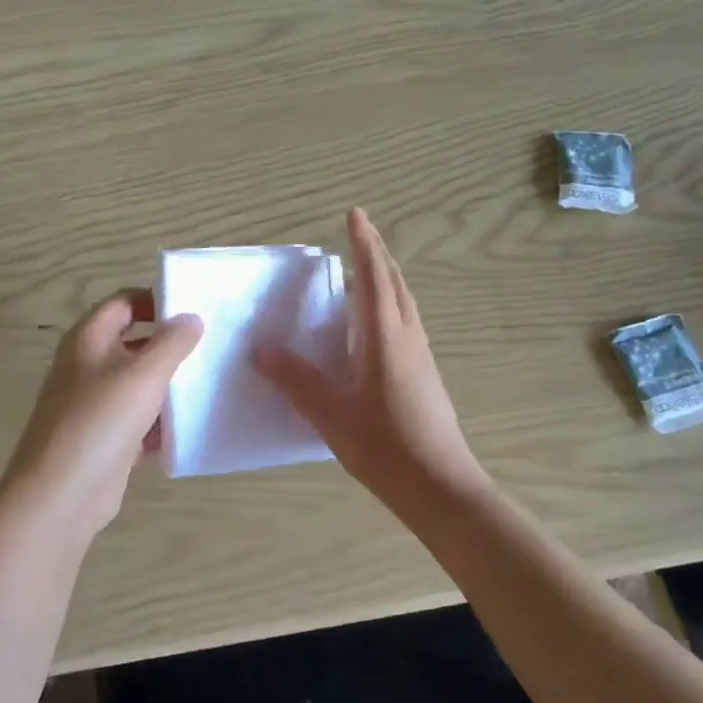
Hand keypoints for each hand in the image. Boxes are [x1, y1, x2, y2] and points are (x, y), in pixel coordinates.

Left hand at [0, 290, 202, 536]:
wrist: (63, 493)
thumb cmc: (102, 420)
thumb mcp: (145, 373)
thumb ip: (172, 342)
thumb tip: (191, 317)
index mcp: (88, 339)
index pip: (123, 303)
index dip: (155, 300)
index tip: (193, 310)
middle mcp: (87, 366)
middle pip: (132, 343)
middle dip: (168, 344)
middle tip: (209, 347)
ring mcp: (93, 404)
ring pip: (136, 384)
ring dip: (167, 385)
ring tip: (209, 383)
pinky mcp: (103, 439)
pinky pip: (137, 421)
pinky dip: (159, 422)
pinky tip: (190, 427)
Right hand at [254, 209, 489, 509]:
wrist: (441, 487)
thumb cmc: (385, 447)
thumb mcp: (331, 414)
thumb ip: (296, 380)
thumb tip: (261, 349)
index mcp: (385, 338)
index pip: (373, 278)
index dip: (363, 245)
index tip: (355, 214)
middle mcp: (407, 338)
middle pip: (395, 283)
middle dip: (377, 253)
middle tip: (359, 232)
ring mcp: (420, 356)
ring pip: (404, 302)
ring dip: (385, 278)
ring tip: (364, 270)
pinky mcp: (424, 374)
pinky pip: (405, 322)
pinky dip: (389, 304)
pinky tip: (373, 324)